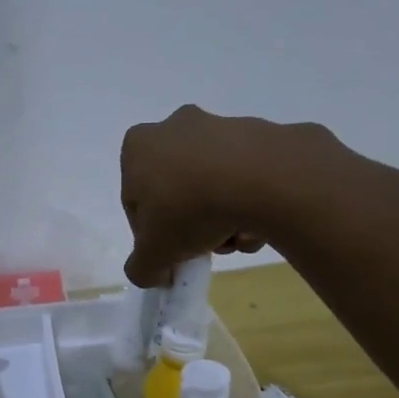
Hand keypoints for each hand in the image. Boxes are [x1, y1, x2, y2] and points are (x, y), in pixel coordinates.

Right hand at [121, 105, 282, 286]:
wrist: (262, 178)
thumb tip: (153, 272)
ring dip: (222, 218)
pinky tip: (260, 224)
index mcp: (138, 148)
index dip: (151, 235)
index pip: (136, 202)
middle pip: (177, 190)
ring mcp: (218, 125)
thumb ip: (142, 268)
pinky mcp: (258, 133)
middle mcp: (174, 127)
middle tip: (205, 246)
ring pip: (212, 185)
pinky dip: (250, 202)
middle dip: (191, 223)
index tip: (170, 253)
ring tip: (237, 239)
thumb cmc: (189, 209)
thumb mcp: (153, 255)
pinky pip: (245, 176)